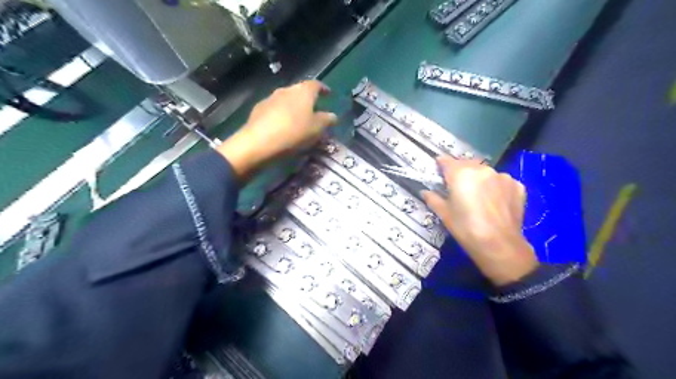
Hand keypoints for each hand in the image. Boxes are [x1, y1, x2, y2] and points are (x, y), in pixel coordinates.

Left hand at [216, 79, 336, 179]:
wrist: (259, 142)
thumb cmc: (294, 133)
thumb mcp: (316, 129)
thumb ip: (327, 120)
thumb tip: (333, 116)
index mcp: (303, 91)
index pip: (316, 84)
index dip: (323, 89)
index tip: (328, 94)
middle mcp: (286, 89)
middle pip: (300, 91)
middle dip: (308, 100)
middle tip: (314, 111)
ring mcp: (270, 98)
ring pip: (287, 100)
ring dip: (294, 107)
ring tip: (298, 120)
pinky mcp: (258, 109)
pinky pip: (275, 109)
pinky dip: (282, 115)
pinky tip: (282, 126)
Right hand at [420, 156, 538, 283]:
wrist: (499, 245)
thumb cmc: (465, 229)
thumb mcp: (444, 214)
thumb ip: (433, 198)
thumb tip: (424, 192)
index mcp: (461, 174)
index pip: (447, 161)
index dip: (441, 163)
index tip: (438, 168)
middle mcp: (482, 169)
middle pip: (467, 164)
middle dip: (460, 171)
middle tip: (457, 186)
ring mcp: (502, 176)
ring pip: (485, 172)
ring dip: (479, 179)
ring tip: (478, 196)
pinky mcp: (517, 185)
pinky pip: (501, 181)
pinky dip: (495, 186)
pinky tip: (494, 201)